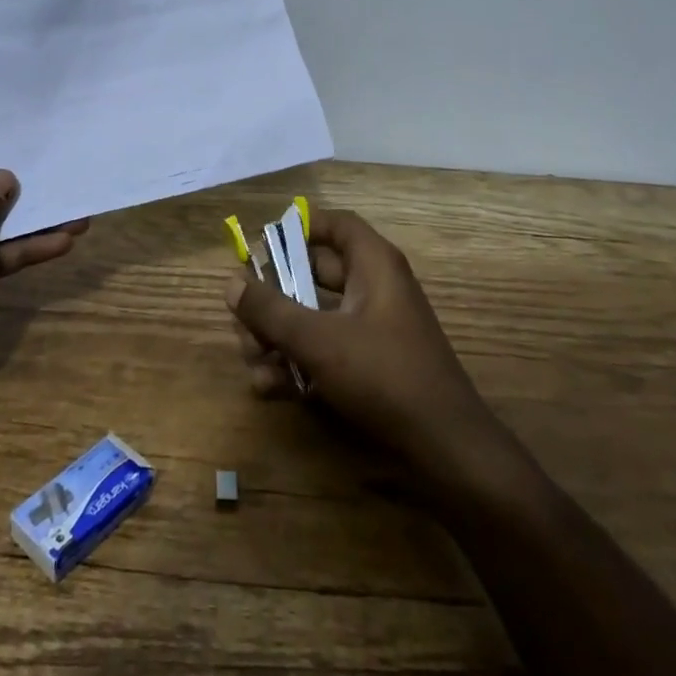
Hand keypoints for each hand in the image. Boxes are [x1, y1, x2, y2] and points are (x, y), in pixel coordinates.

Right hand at [225, 208, 496, 466]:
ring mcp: (371, 328)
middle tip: (242, 314)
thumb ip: (271, 310)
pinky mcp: (368, 365)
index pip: (336, 224)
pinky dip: (296, 362)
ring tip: (251, 359)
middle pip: (313, 272)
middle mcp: (373, 288)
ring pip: (313, 314)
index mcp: (373, 265)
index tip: (261, 244)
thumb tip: (231, 282)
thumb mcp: (319, 340)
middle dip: (273, 294)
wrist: (444, 451)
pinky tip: (269, 387)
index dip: (299, 227)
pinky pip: (324, 348)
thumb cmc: (383, 375)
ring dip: (278, 334)